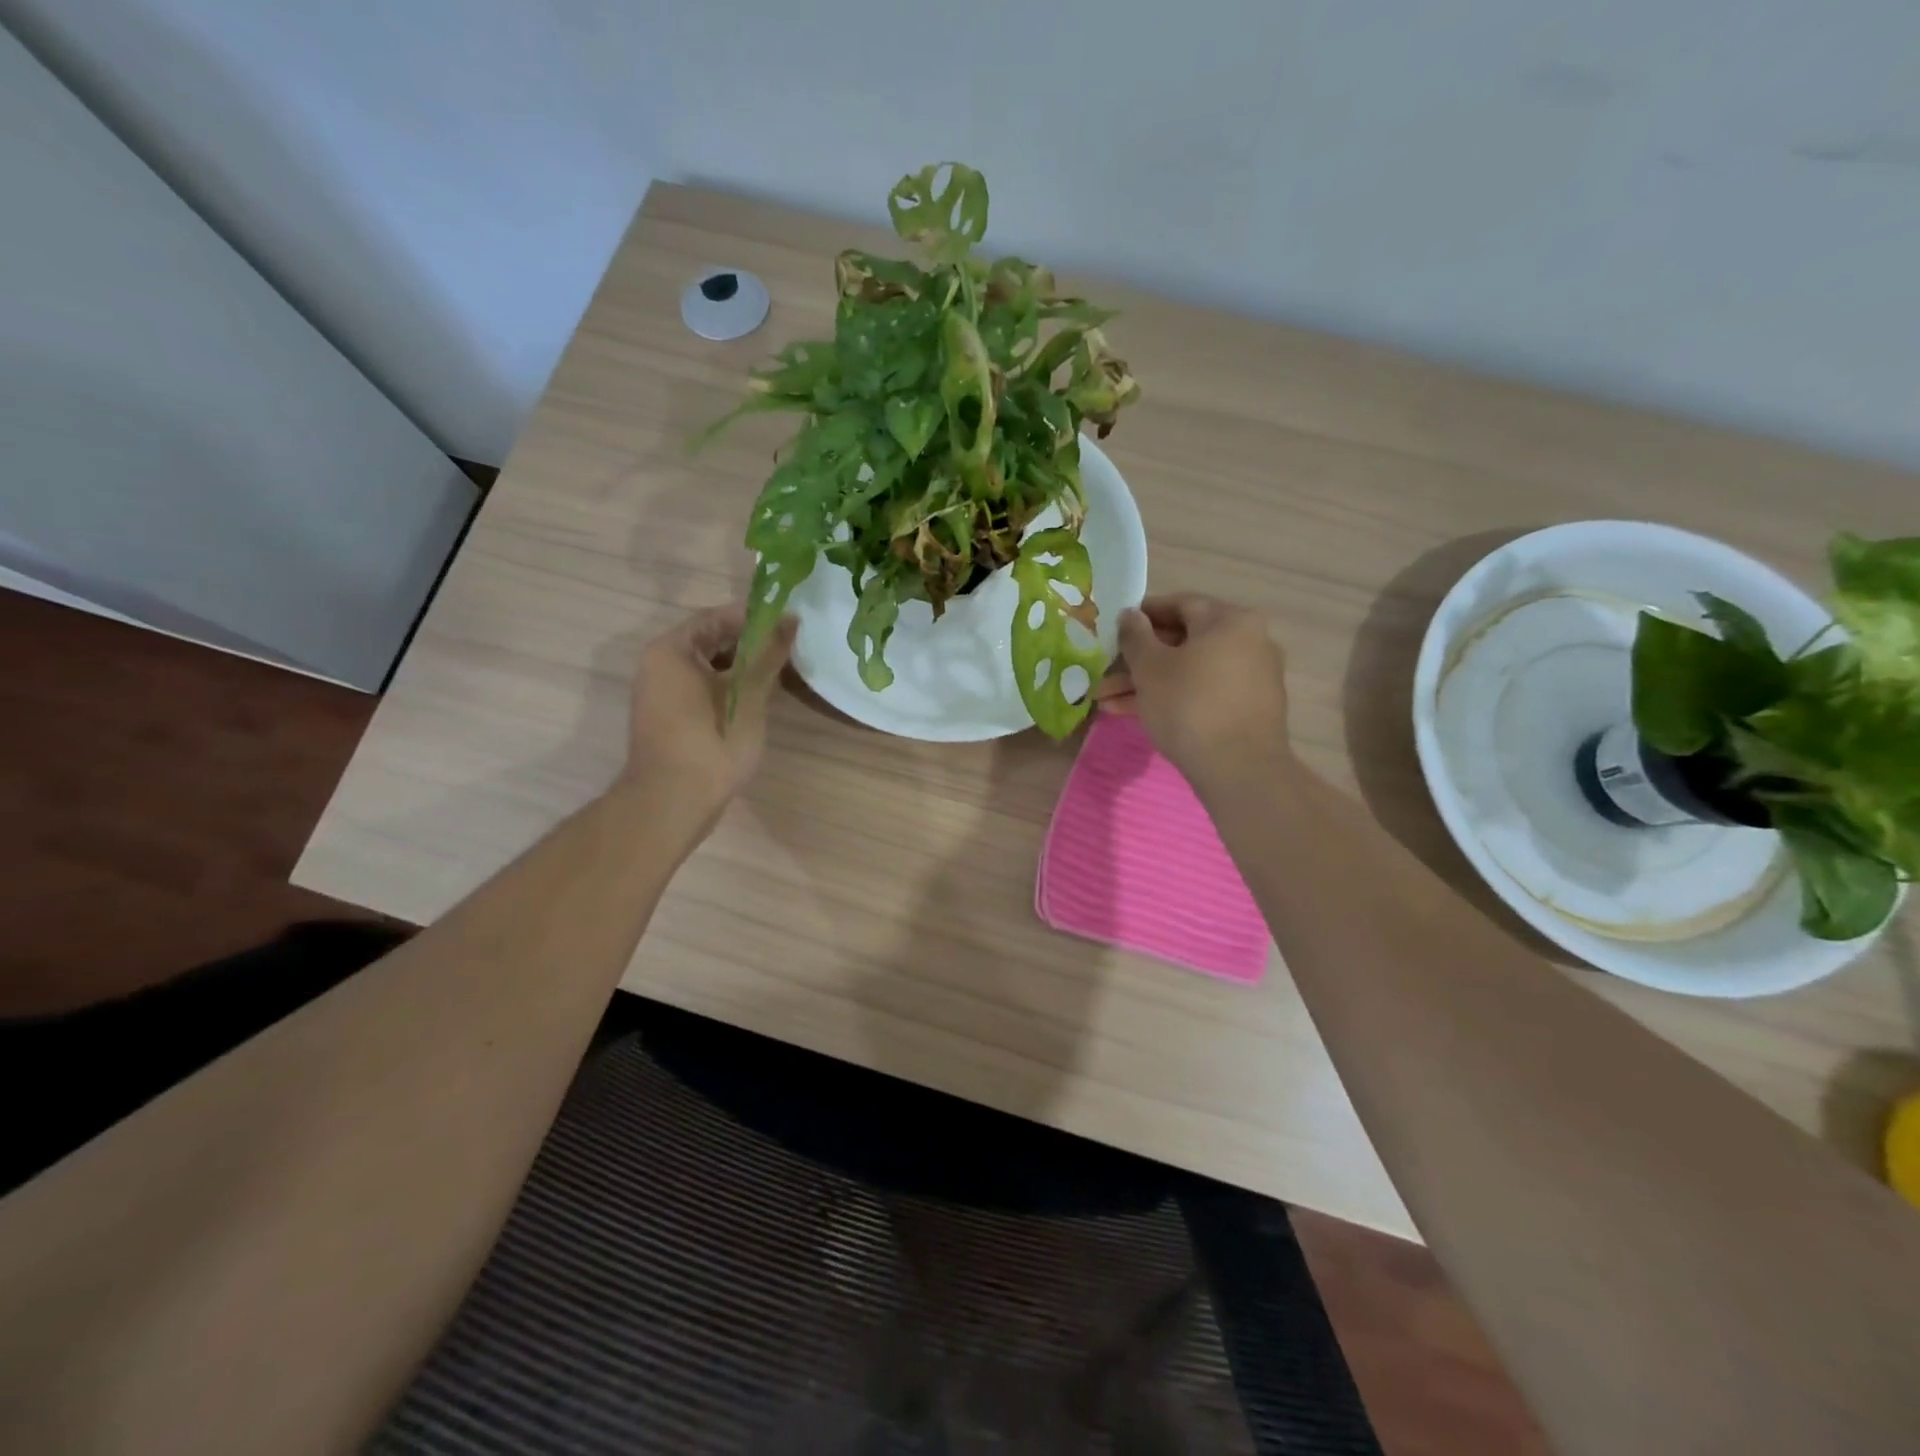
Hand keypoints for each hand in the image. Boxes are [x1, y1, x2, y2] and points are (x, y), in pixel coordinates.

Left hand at [622, 603, 796, 817]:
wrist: (672, 803)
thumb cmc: (711, 742)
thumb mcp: (748, 695)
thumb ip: (768, 654)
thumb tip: (790, 620)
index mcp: (671, 650)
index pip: (716, 617)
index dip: (754, 616)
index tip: (789, 621)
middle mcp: (658, 664)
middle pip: (709, 640)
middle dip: (749, 641)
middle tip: (788, 647)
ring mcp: (659, 692)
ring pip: (706, 666)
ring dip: (740, 665)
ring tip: (777, 670)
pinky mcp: (667, 716)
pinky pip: (699, 687)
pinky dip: (726, 685)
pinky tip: (755, 697)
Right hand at [1095, 594, 1290, 783]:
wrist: (1239, 769)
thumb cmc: (1189, 705)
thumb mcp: (1150, 668)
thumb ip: (1135, 636)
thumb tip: (1129, 615)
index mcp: (1229, 620)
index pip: (1180, 604)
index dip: (1142, 615)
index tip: (1114, 628)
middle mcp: (1249, 641)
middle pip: (1183, 642)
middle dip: (1138, 660)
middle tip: (1104, 675)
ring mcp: (1252, 677)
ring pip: (1189, 671)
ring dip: (1147, 684)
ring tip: (1106, 703)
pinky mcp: (1249, 709)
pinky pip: (1204, 692)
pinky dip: (1173, 698)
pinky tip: (1135, 715)